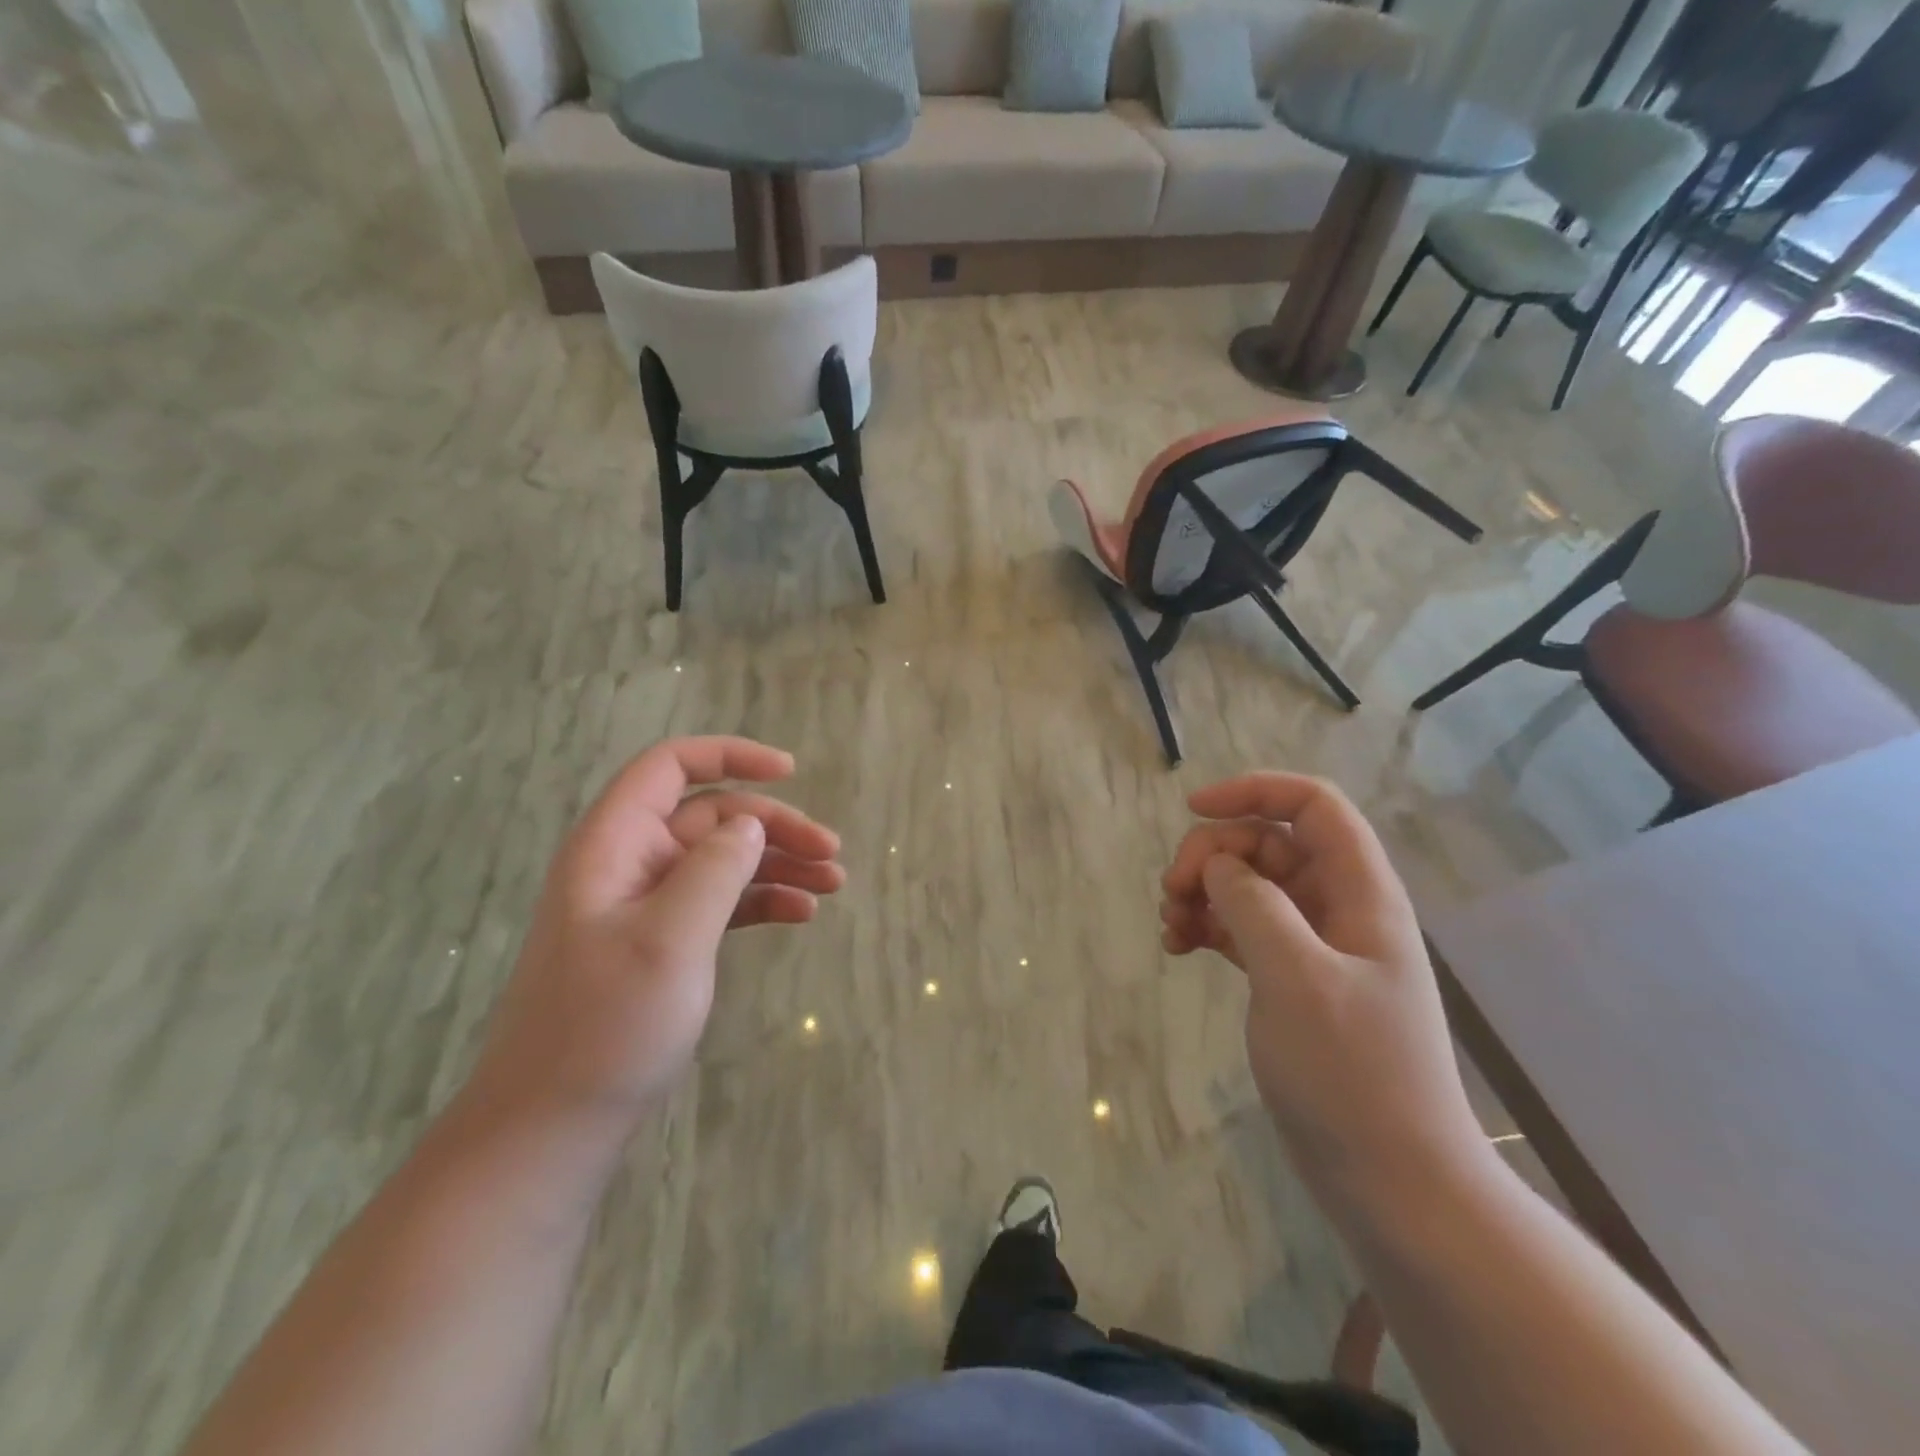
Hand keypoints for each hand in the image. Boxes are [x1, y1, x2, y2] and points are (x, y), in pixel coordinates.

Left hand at [469, 737, 843, 1138]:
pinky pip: (720, 903)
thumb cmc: (607, 1026)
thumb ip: (714, 869)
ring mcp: (645, 906)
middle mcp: (629, 864)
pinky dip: (761, 901)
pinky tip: (801, 914)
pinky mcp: (661, 944)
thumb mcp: (669, 939)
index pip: (670, 767)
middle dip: (775, 826)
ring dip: (778, 864)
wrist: (551, 1128)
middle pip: (712, 816)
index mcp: (614, 845)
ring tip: (833, 884)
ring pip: (722, 860)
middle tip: (832, 853)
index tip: (791, 771)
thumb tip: (751, 824)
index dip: (730, 756)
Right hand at [1160, 773, 1485, 1211]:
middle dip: (1213, 854)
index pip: (1313, 805)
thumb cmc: (1353, 1073)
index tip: (1192, 809)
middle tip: (1172, 891)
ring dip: (1204, 891)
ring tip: (1169, 925)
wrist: (1393, 1181)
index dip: (1255, 791)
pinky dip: (1207, 927)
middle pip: (1268, 843)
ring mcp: (1314, 946)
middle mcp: (1338, 908)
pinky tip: (1177, 947)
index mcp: (1359, 892)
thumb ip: (1254, 904)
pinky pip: (1241, 929)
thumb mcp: (1297, 977)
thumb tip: (1219, 866)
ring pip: (1249, 885)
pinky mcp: (1290, 980)